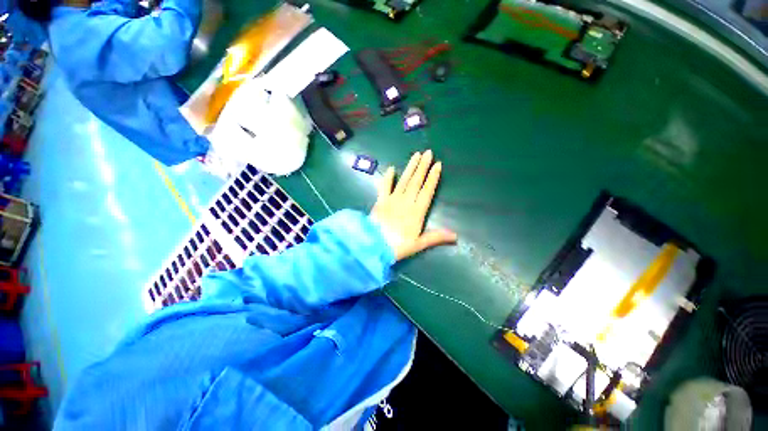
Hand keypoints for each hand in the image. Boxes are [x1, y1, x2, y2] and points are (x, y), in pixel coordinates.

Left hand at [371, 150, 456, 260]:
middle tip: (428, 153)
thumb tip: (455, 236)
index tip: (437, 165)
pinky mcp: (380, 201)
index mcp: (417, 212)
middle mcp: (406, 202)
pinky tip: (391, 168)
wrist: (374, 245)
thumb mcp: (418, 244)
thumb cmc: (398, 246)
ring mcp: (392, 199)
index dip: (433, 178)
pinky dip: (388, 178)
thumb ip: (436, 237)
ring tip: (416, 155)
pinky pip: (384, 186)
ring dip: (410, 168)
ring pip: (404, 181)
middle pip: (416, 182)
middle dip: (423, 167)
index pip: (427, 191)